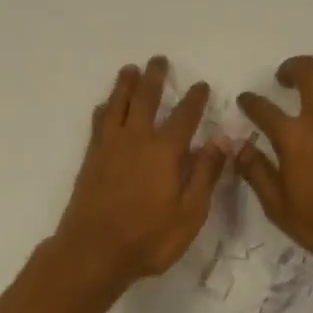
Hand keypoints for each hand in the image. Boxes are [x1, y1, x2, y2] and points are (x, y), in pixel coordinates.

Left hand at [54, 57, 228, 284]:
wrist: (92, 252)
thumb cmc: (148, 238)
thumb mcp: (190, 213)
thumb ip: (205, 174)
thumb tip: (221, 139)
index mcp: (165, 151)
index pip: (185, 116)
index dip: (195, 99)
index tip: (201, 85)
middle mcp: (136, 140)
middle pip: (145, 99)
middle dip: (154, 78)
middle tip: (158, 60)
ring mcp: (110, 147)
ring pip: (118, 104)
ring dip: (125, 85)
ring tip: (130, 70)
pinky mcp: (92, 159)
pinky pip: (99, 123)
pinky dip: (105, 109)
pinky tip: (105, 106)